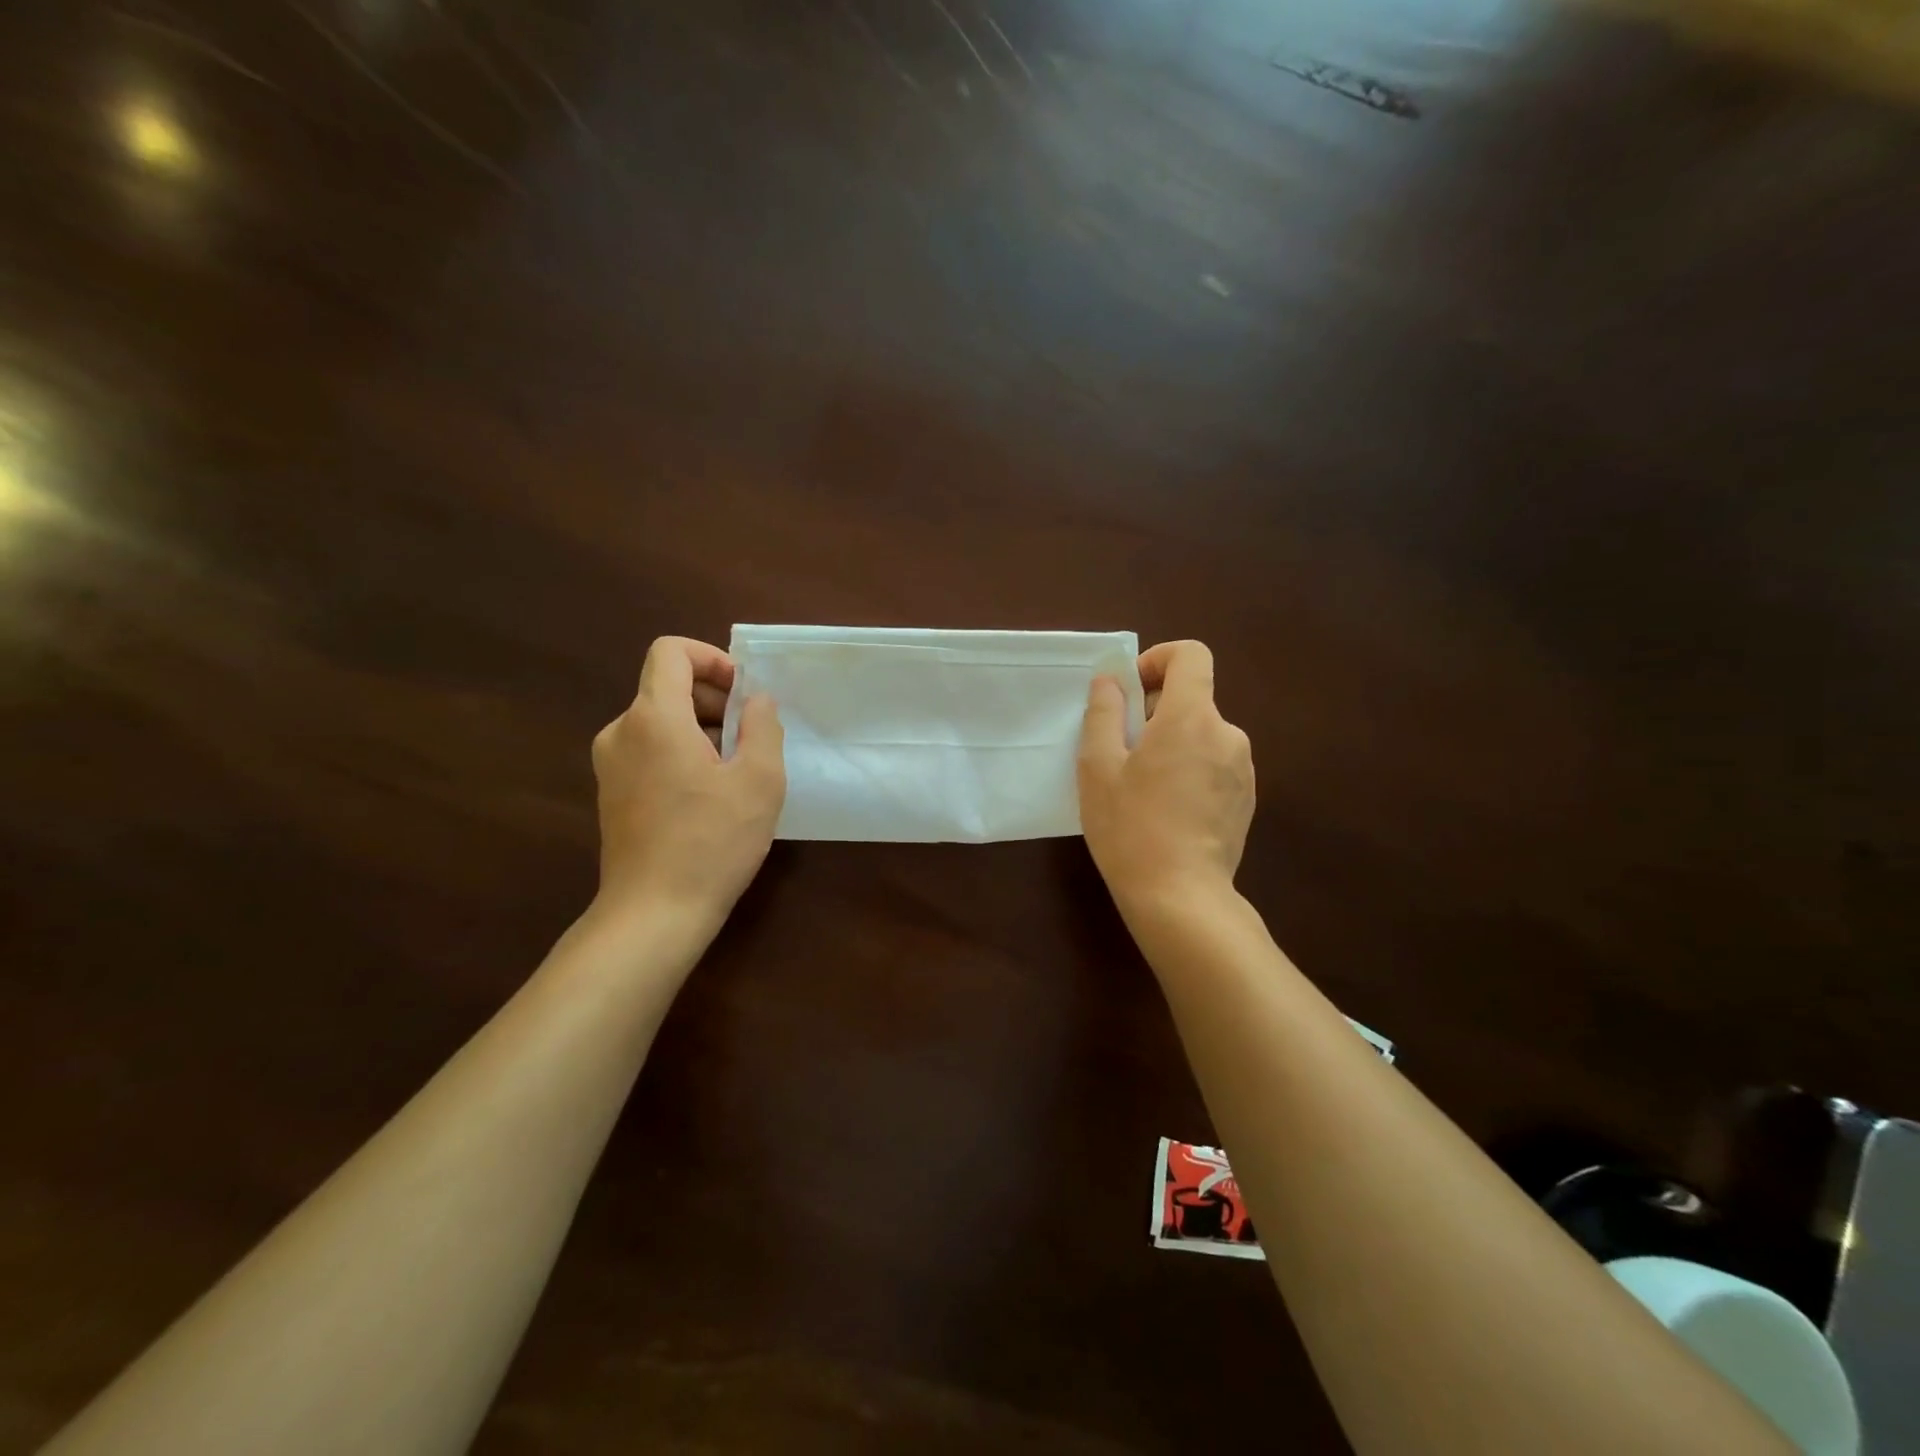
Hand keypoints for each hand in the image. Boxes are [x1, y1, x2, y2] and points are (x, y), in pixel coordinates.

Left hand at [591, 637, 785, 930]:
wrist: (654, 913)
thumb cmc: (712, 843)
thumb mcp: (759, 781)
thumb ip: (762, 726)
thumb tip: (756, 701)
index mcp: (653, 718)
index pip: (670, 652)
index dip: (711, 659)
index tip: (742, 694)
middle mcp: (621, 732)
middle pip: (667, 687)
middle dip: (714, 701)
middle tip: (751, 740)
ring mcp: (611, 764)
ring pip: (661, 721)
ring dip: (702, 731)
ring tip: (736, 773)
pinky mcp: (612, 793)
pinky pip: (650, 751)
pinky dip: (682, 754)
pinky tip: (710, 797)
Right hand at [1077, 640, 1254, 914]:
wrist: (1180, 896)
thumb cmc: (1130, 827)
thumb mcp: (1098, 767)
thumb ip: (1104, 713)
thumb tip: (1111, 682)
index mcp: (1192, 718)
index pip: (1191, 655)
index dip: (1158, 660)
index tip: (1131, 692)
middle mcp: (1228, 734)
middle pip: (1192, 699)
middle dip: (1155, 712)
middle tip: (1121, 752)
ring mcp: (1243, 769)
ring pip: (1202, 734)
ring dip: (1172, 744)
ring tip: (1142, 787)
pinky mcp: (1247, 799)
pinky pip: (1214, 765)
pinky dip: (1190, 769)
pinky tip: (1167, 811)